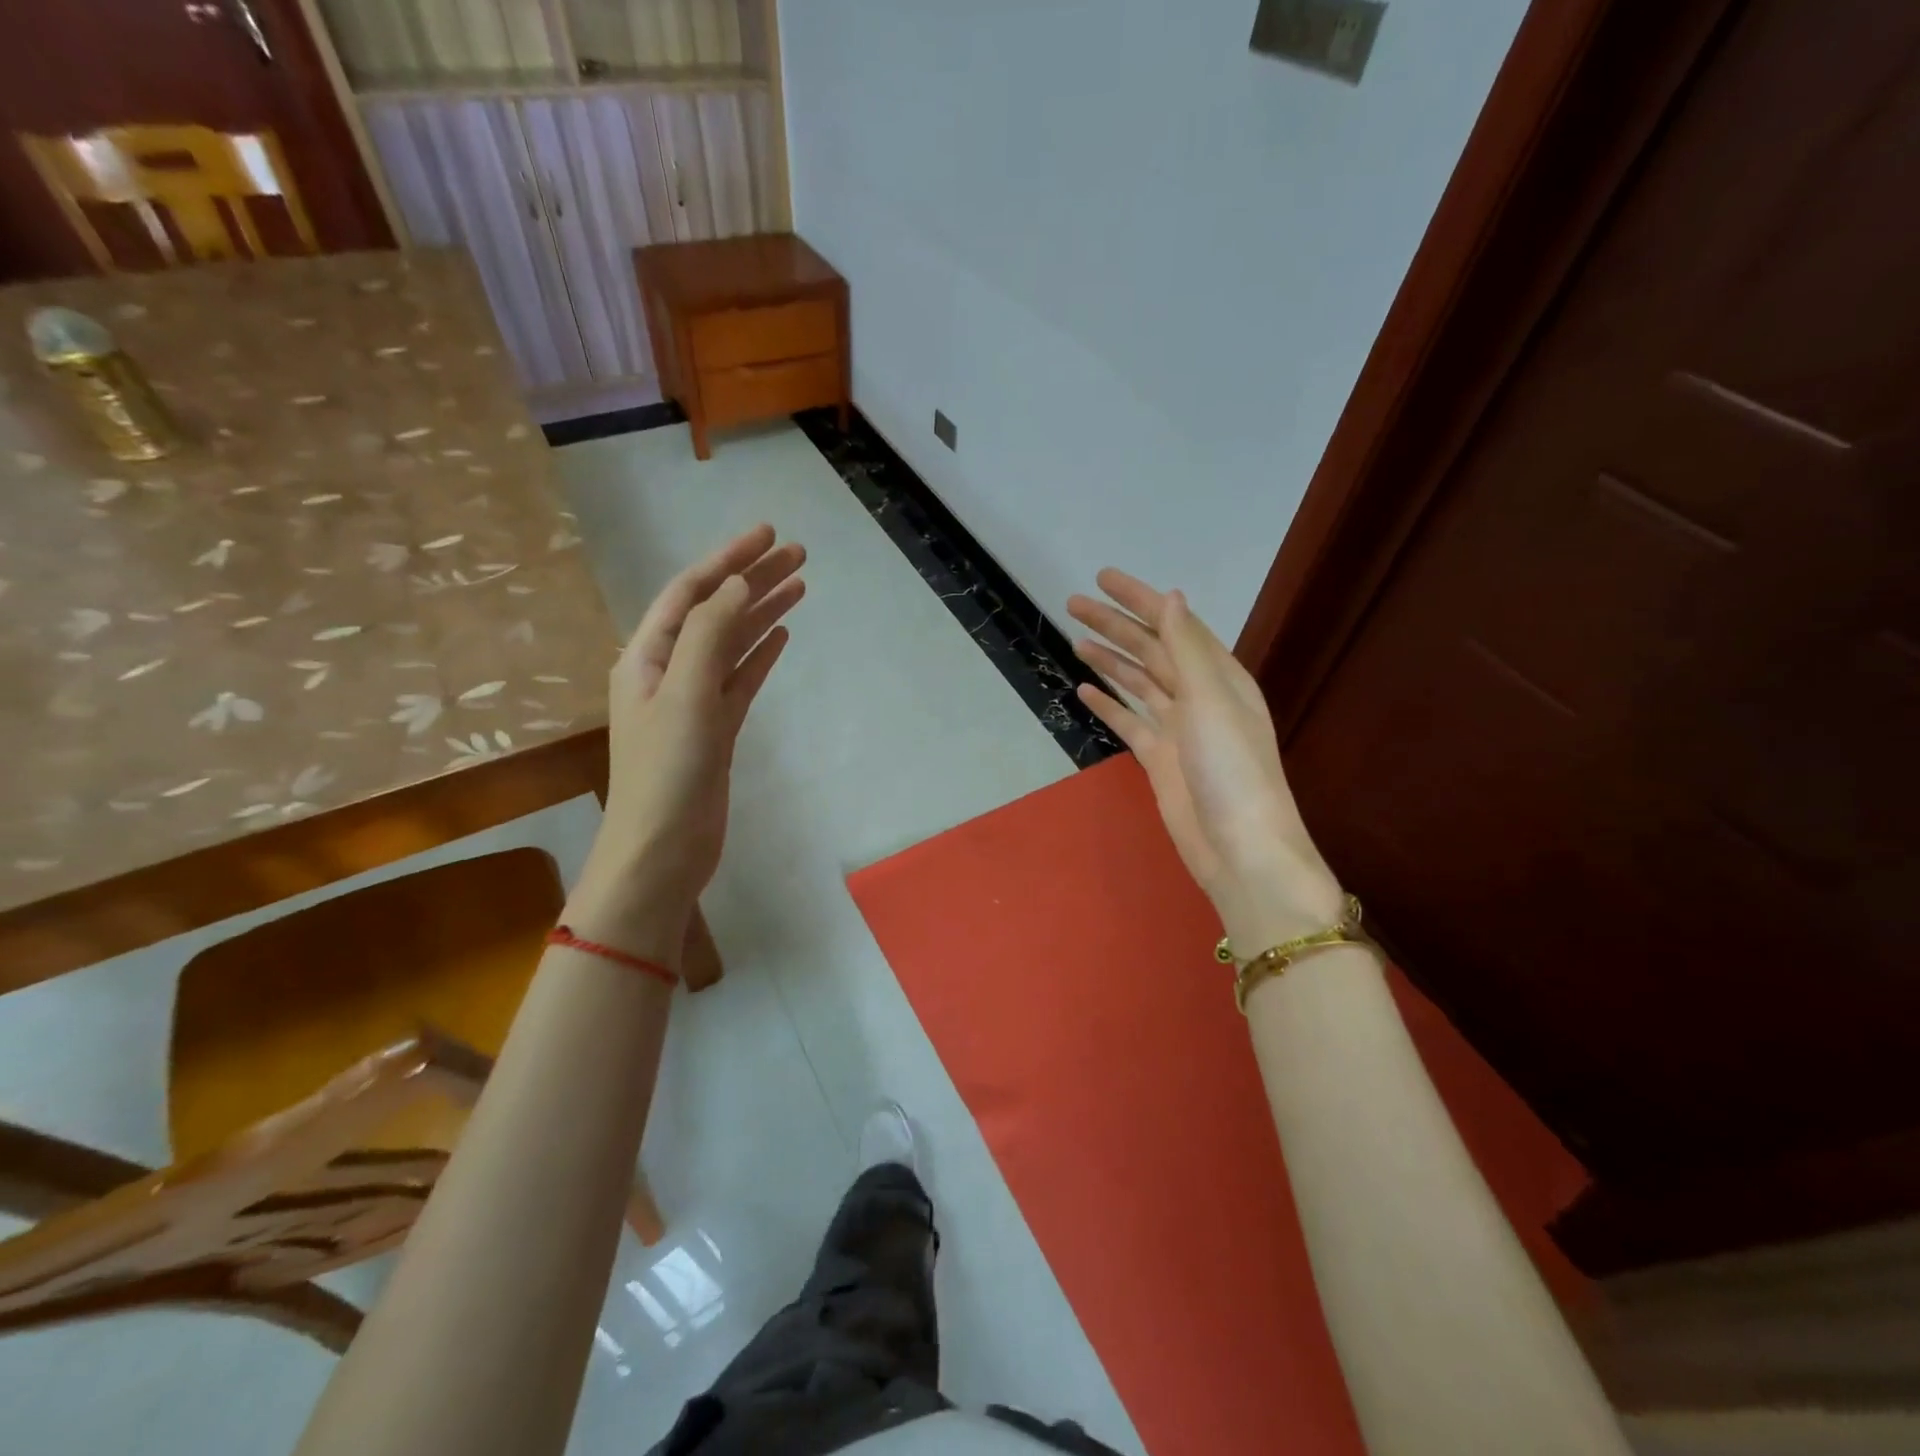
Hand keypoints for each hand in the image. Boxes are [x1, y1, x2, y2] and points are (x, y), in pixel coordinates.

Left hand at [565, 525, 805, 963]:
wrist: (663, 850)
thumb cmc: (666, 772)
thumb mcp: (684, 695)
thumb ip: (710, 635)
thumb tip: (738, 584)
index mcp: (648, 656)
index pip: (691, 592)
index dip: (728, 560)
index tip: (768, 534)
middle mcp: (669, 670)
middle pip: (717, 611)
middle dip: (754, 579)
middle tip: (799, 554)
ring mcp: (695, 700)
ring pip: (734, 643)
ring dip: (763, 612)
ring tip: (801, 585)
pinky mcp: (716, 728)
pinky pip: (741, 678)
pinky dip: (760, 654)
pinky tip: (782, 636)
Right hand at [1068, 569, 1342, 947]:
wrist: (1239, 848)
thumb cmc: (1231, 768)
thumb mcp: (1210, 699)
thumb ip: (1186, 648)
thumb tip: (1171, 597)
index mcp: (1219, 676)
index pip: (1173, 625)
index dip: (1139, 599)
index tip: (1102, 578)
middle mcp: (1199, 696)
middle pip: (1150, 650)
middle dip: (1115, 625)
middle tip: (1073, 604)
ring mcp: (1178, 729)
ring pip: (1138, 683)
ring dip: (1109, 660)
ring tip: (1076, 639)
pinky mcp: (1159, 759)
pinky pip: (1129, 722)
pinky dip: (1108, 705)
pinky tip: (1085, 690)